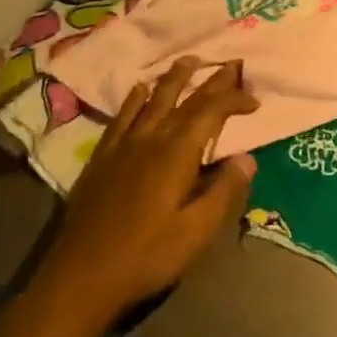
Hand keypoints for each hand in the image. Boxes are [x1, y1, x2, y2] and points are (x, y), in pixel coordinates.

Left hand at [41, 57, 258, 317]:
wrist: (81, 276)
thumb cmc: (146, 257)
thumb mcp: (196, 232)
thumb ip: (224, 192)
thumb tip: (248, 158)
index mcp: (177, 154)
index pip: (211, 112)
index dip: (234, 100)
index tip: (255, 101)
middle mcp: (151, 138)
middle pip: (185, 99)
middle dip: (211, 80)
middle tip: (231, 63)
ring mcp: (123, 145)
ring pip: (153, 100)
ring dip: (174, 78)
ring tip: (188, 60)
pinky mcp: (102, 158)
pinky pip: (122, 117)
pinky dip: (134, 99)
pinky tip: (139, 89)